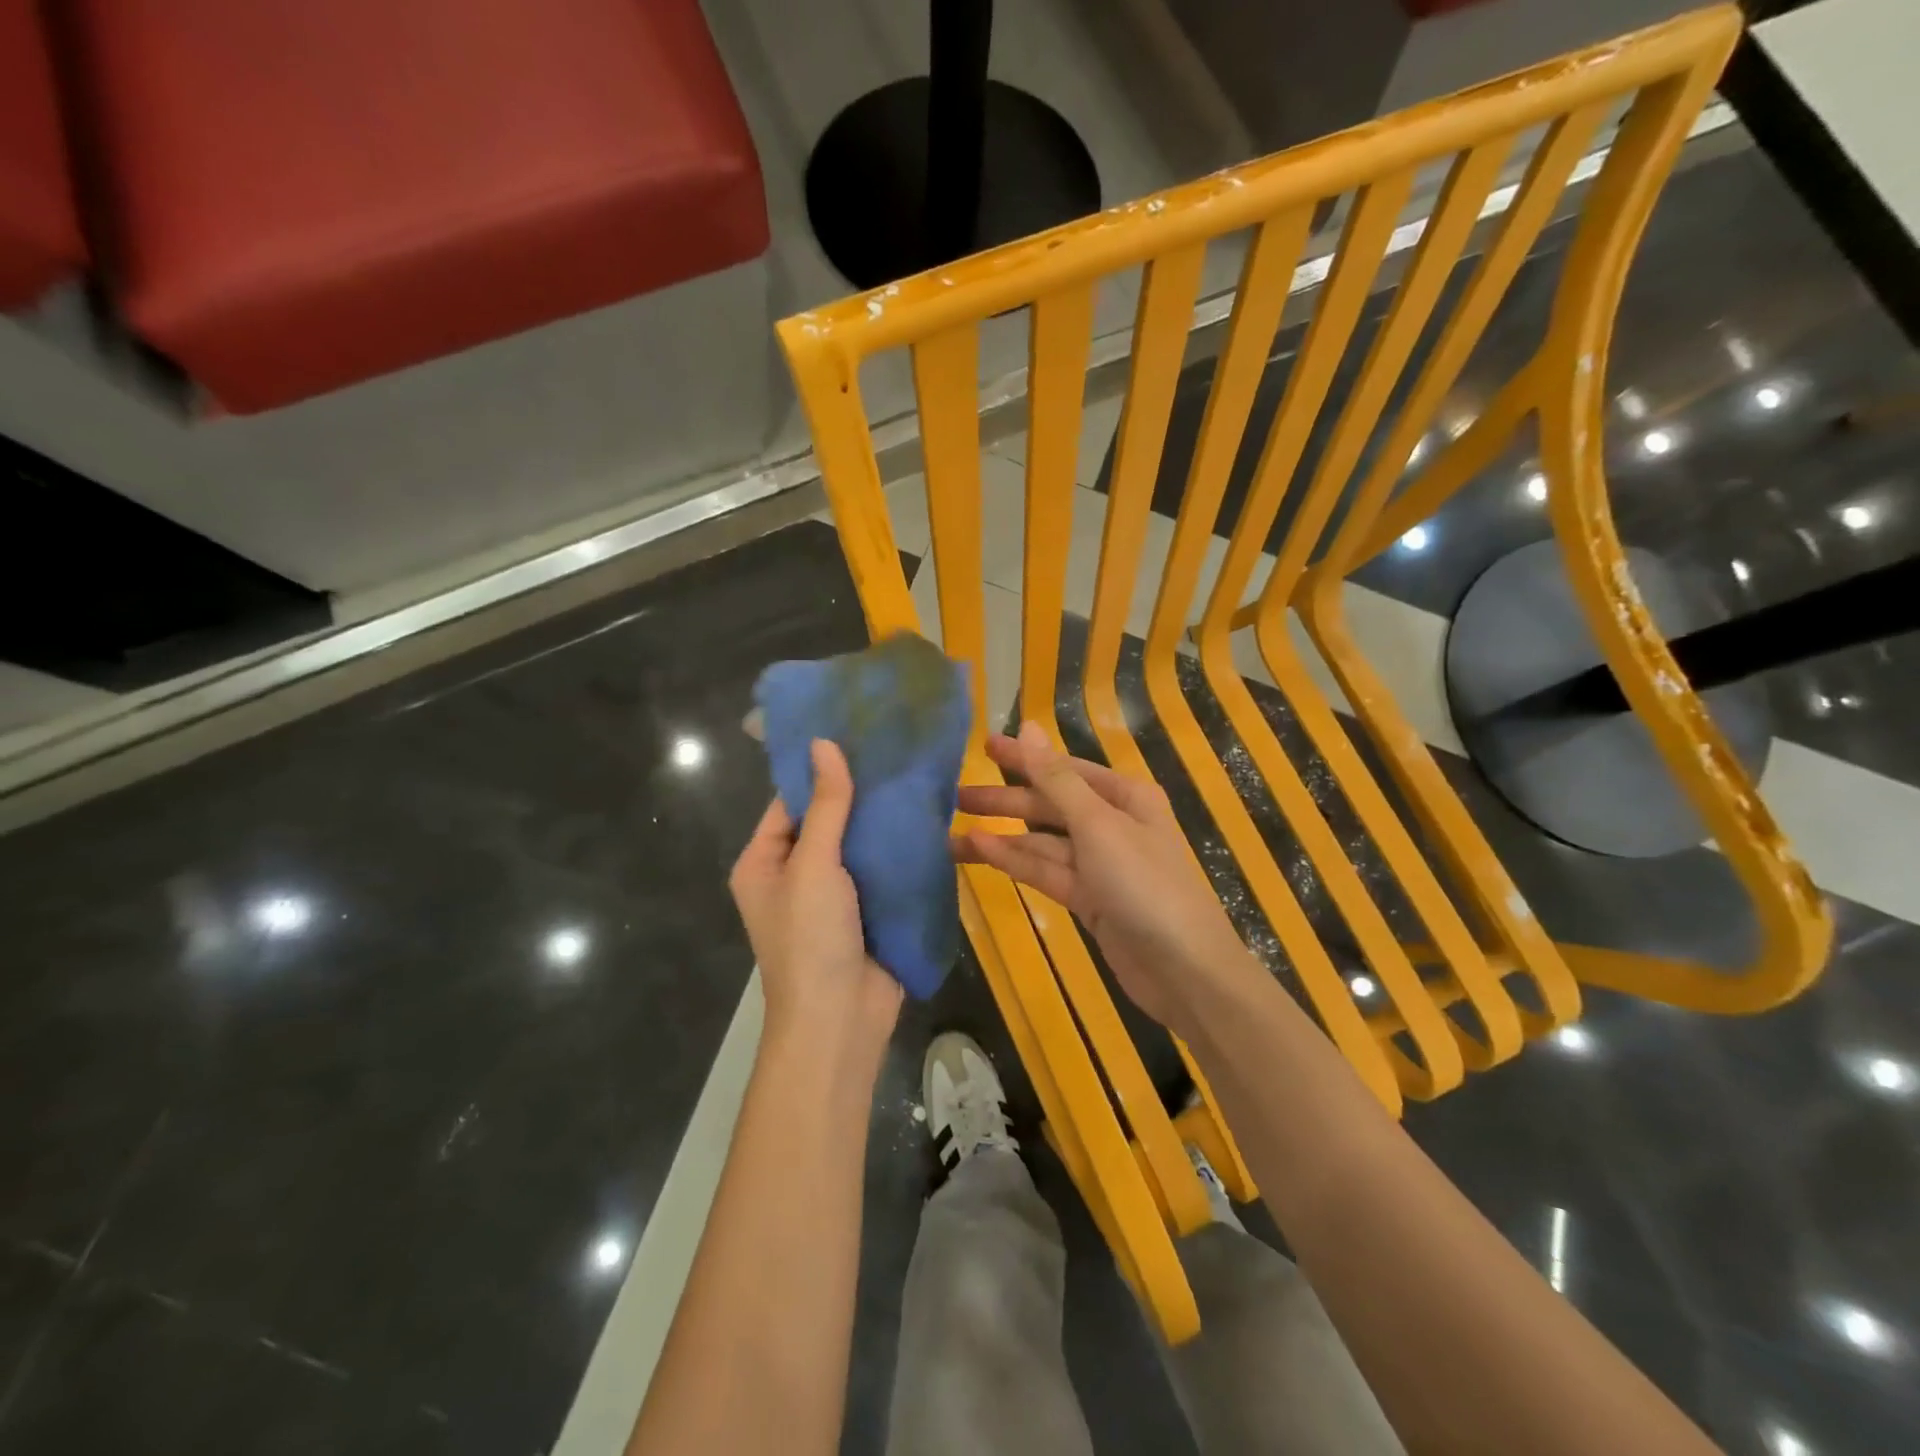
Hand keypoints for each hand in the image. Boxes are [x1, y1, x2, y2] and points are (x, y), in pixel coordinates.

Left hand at [730, 740, 901, 1063]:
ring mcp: (833, 896)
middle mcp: (794, 875)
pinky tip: (927, 818)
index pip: (789, 803)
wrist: (841, 1020)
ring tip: (916, 774)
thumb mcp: (813, 864)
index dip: (819, 771)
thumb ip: (825, 805)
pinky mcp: (867, 911)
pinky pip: (881, 870)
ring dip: (882, 821)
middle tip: (896, 749)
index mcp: (763, 863)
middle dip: (858, 794)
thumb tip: (823, 743)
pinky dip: (899, 849)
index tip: (855, 734)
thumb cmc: (811, 938)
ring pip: (858, 845)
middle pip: (826, 822)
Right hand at [952, 722, 1258, 1040]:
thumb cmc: (1145, 884)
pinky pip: (1046, 871)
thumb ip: (1056, 779)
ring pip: (1042, 841)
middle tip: (954, 796)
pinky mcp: (1089, 898)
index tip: (982, 747)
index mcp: (1124, 796)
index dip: (1023, 757)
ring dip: (1001, 837)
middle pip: (1050, 804)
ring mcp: (1100, 863)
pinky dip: (1015, 861)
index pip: (1063, 768)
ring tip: (950, 835)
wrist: (1184, 970)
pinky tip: (979, 852)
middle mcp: (1112, 823)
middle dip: (1004, 800)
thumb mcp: (1098, 825)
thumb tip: (1028, 726)